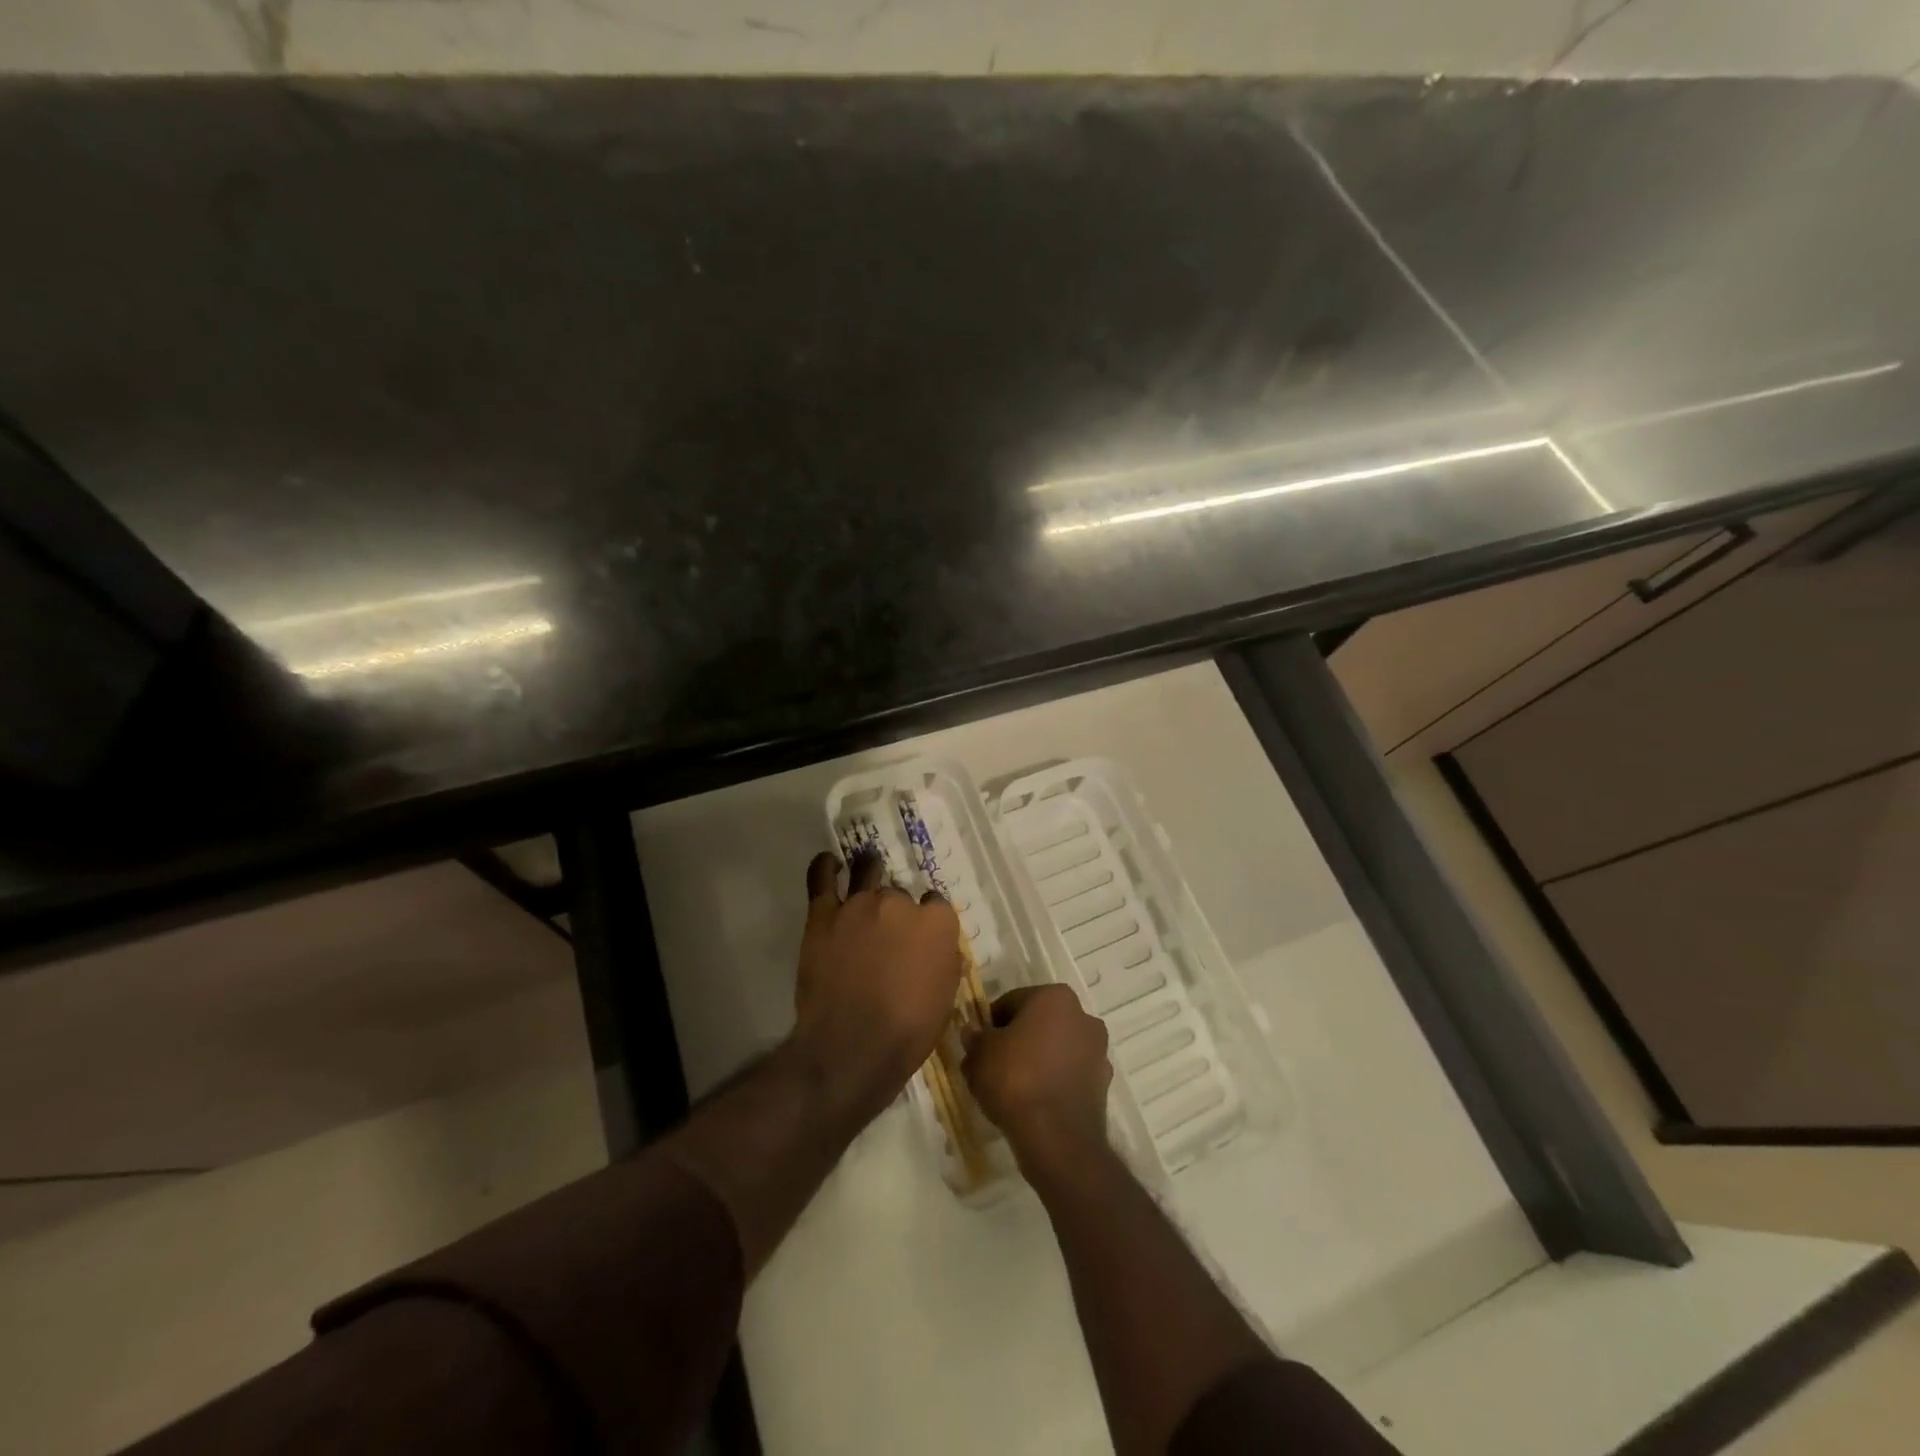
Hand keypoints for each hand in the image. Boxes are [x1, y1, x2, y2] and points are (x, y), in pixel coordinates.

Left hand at [792, 850, 963, 1122]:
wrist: (851, 1048)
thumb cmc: (908, 1032)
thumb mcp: (944, 998)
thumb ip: (944, 962)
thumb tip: (940, 949)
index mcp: (936, 923)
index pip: (936, 904)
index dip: (927, 919)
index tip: (920, 935)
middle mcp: (900, 903)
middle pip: (899, 893)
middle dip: (896, 909)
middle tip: (887, 932)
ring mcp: (859, 904)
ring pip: (867, 872)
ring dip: (869, 871)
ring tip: (866, 872)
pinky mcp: (824, 914)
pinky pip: (822, 877)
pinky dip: (825, 867)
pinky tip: (829, 863)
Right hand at [964, 984, 1112, 1171]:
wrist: (1057, 1138)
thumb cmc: (1015, 1080)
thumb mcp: (980, 1054)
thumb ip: (975, 1037)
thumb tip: (973, 1032)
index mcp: (1054, 997)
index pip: (1012, 1001)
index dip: (991, 1023)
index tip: (979, 1044)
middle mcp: (1082, 1016)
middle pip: (1037, 1023)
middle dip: (1016, 1040)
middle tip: (992, 1065)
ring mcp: (1097, 1051)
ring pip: (1055, 1049)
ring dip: (1036, 1060)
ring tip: (1010, 1088)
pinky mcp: (1102, 1083)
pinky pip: (1068, 1073)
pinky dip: (1052, 1081)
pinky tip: (1033, 1102)